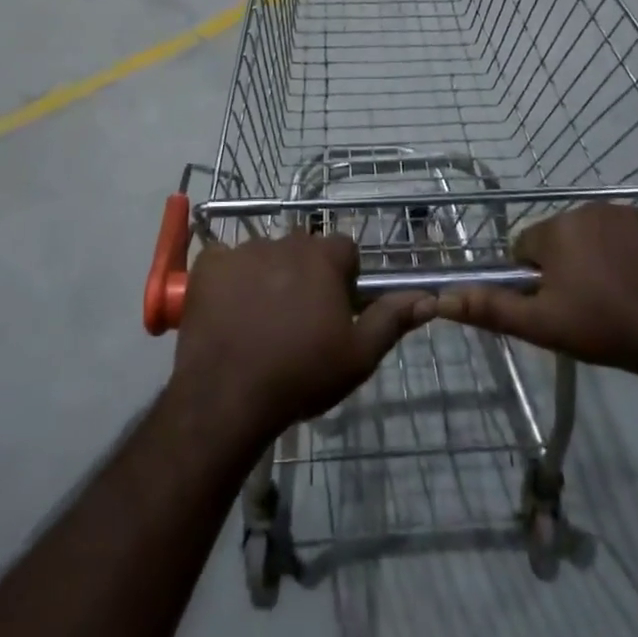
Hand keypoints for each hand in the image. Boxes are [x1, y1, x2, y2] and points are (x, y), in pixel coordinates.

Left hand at [171, 232, 431, 442]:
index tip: (336, 308)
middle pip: (303, 249)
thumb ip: (392, 320)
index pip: (344, 249)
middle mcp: (284, 241)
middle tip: (299, 319)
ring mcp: (243, 249)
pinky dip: (229, 279)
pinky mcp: (209, 263)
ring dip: (268, 276)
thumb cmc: (301, 374)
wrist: (227, 395)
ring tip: (260, 320)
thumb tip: (429, 298)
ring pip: (265, 254)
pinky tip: (229, 311)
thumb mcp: (358, 356)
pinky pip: (225, 261)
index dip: (344, 277)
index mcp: (322, 257)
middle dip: (305, 274)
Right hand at [435, 203, 637, 369]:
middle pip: (564, 236)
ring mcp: (631, 213)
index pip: (527, 246)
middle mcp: (588, 210)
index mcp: (556, 230)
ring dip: (603, 255)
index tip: (556, 302)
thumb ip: (490, 308)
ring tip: (621, 294)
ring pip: (601, 232)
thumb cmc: (603, 327)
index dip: (535, 276)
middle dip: (570, 263)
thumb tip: (442, 299)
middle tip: (589, 303)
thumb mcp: (542, 325)